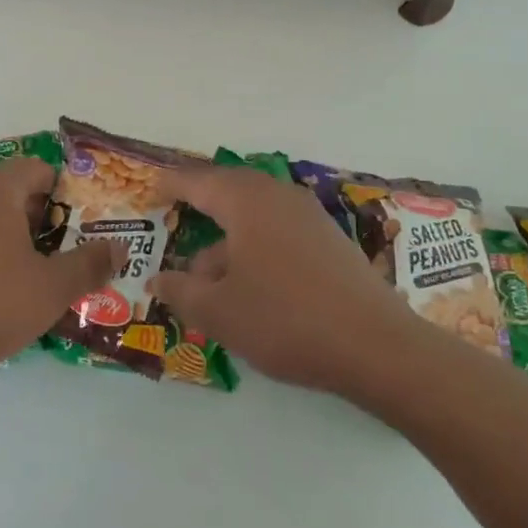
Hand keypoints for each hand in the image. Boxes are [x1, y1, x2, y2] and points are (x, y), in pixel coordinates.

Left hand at [0, 157, 122, 390]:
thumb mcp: (52, 288)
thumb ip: (90, 263)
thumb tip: (119, 247)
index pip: (40, 169)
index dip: (69, 193)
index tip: (88, 224)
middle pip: (18, 191)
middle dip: (48, 218)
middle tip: (73, 250)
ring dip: (22, 238)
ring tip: (45, 273)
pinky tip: (5, 290)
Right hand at [150, 163, 410, 394]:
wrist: (377, 346)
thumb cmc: (284, 319)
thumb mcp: (218, 312)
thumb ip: (181, 291)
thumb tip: (158, 279)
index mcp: (246, 200)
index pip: (198, 181)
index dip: (170, 184)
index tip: (149, 190)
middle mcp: (278, 196)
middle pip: (229, 189)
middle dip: (200, 204)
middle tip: (175, 216)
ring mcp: (309, 216)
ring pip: (255, 214)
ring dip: (227, 235)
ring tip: (206, 272)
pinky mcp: (329, 240)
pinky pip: (278, 230)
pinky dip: (254, 246)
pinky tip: (249, 283)